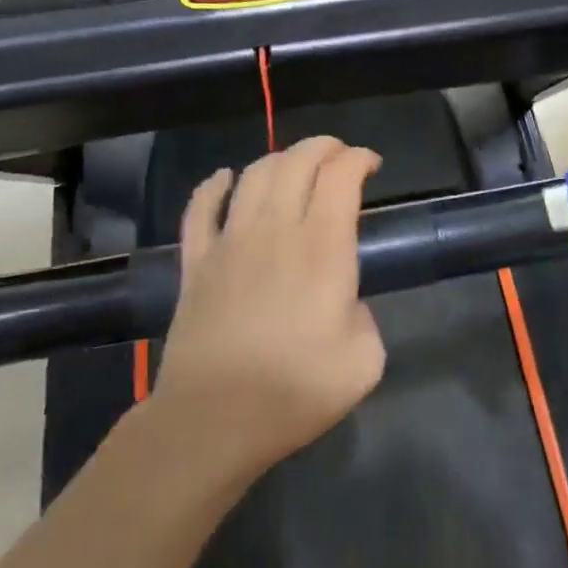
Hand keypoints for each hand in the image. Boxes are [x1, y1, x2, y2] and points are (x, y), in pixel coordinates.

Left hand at [151, 136, 386, 482]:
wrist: (213, 420)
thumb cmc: (295, 392)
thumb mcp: (364, 361)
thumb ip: (366, 319)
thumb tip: (345, 305)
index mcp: (323, 246)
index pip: (341, 175)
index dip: (359, 158)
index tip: (371, 165)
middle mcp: (276, 229)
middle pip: (297, 161)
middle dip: (324, 147)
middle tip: (339, 157)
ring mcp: (230, 242)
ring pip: (254, 175)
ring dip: (279, 159)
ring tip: (294, 166)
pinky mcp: (196, 263)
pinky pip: (200, 209)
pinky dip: (213, 185)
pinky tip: (224, 178)